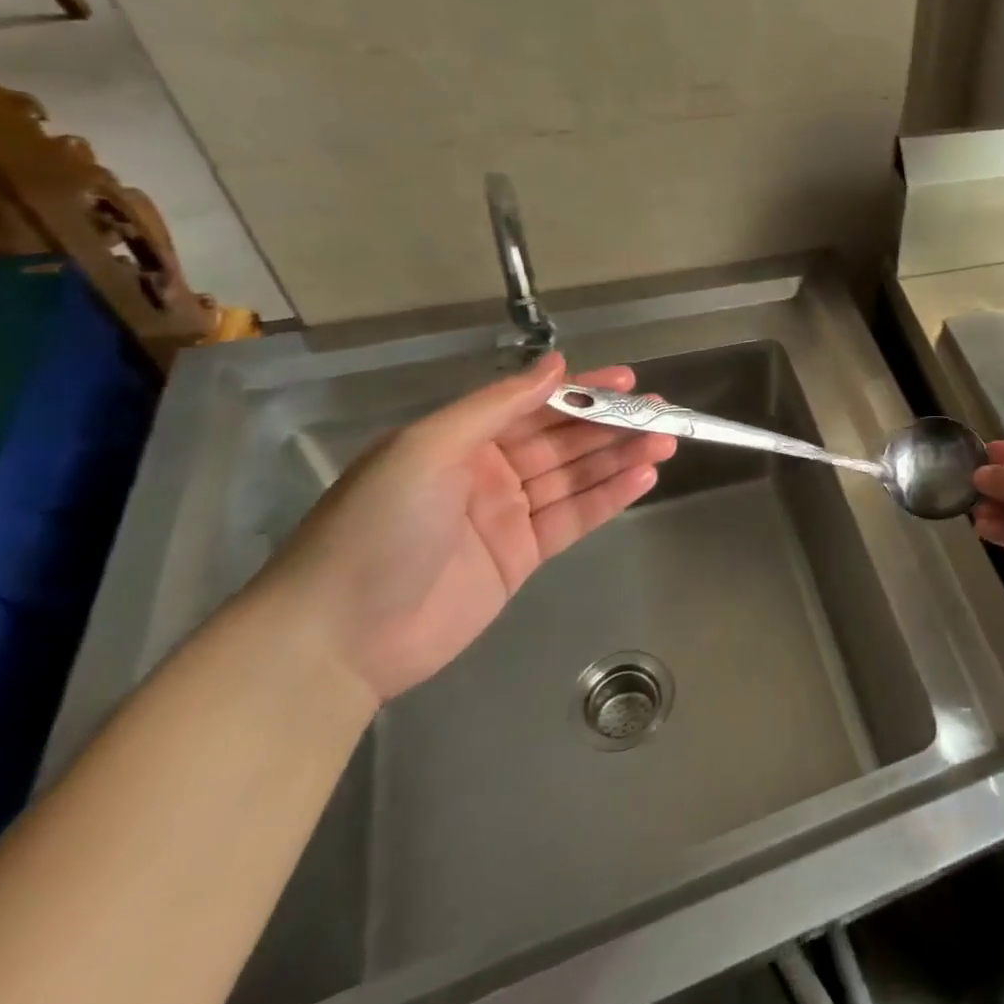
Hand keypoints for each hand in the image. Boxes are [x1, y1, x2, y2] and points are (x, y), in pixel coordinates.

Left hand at [258, 353, 674, 704]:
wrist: (336, 638)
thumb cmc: (378, 527)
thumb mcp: (428, 449)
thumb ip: (497, 405)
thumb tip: (554, 364)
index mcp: (460, 439)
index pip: (534, 404)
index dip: (583, 391)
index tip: (630, 382)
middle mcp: (487, 470)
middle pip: (564, 440)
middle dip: (614, 425)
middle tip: (664, 414)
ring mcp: (507, 515)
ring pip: (576, 477)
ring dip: (621, 458)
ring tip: (666, 442)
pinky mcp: (522, 556)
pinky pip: (574, 518)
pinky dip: (610, 498)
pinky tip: (644, 479)